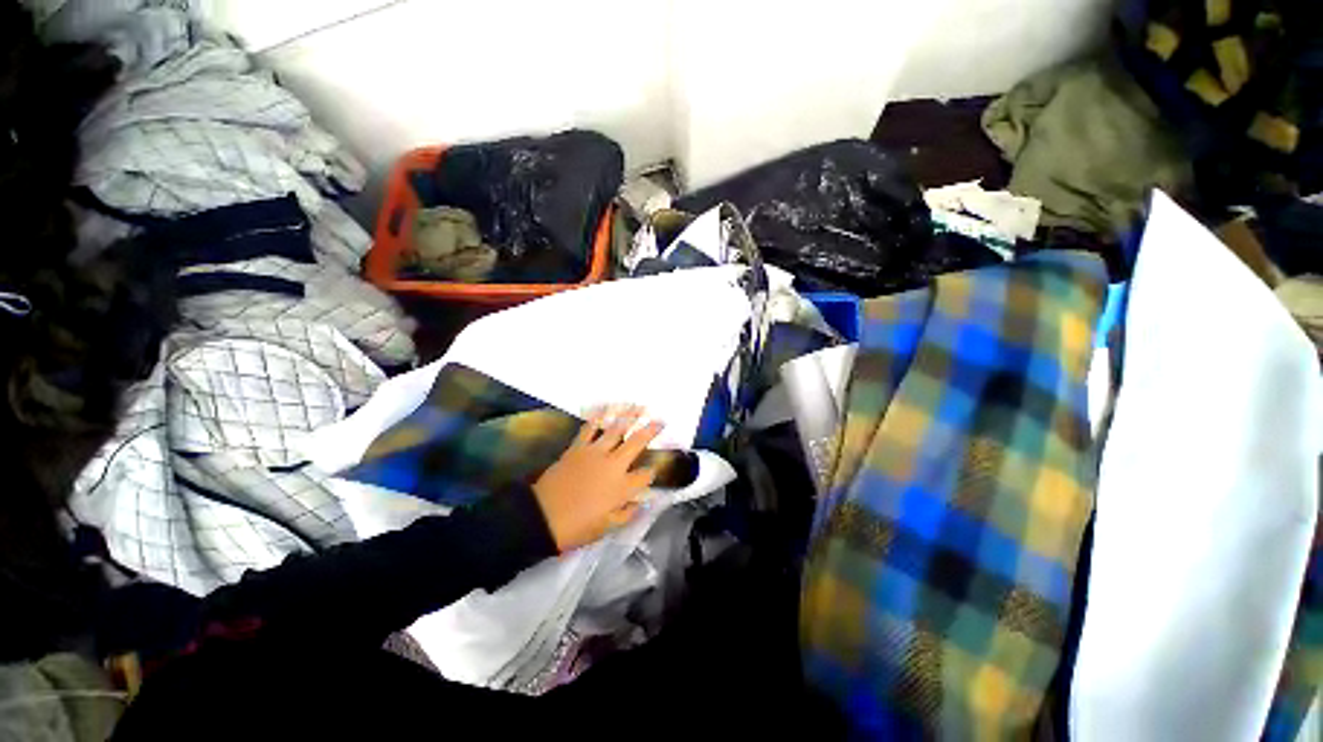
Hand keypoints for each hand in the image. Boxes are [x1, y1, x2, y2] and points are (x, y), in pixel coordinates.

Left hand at [532, 406, 663, 552]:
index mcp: (623, 487)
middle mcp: (613, 465)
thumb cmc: (577, 527)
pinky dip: (598, 416)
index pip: (646, 474)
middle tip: (660, 420)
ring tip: (639, 406)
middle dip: (651, 430)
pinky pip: (590, 428)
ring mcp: (595, 452)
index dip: (653, 471)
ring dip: (629, 415)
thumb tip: (643, 502)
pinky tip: (606, 408)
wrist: (541, 518)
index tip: (654, 469)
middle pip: (636, 443)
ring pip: (616, 429)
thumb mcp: (607, 528)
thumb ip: (628, 513)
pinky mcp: (578, 447)